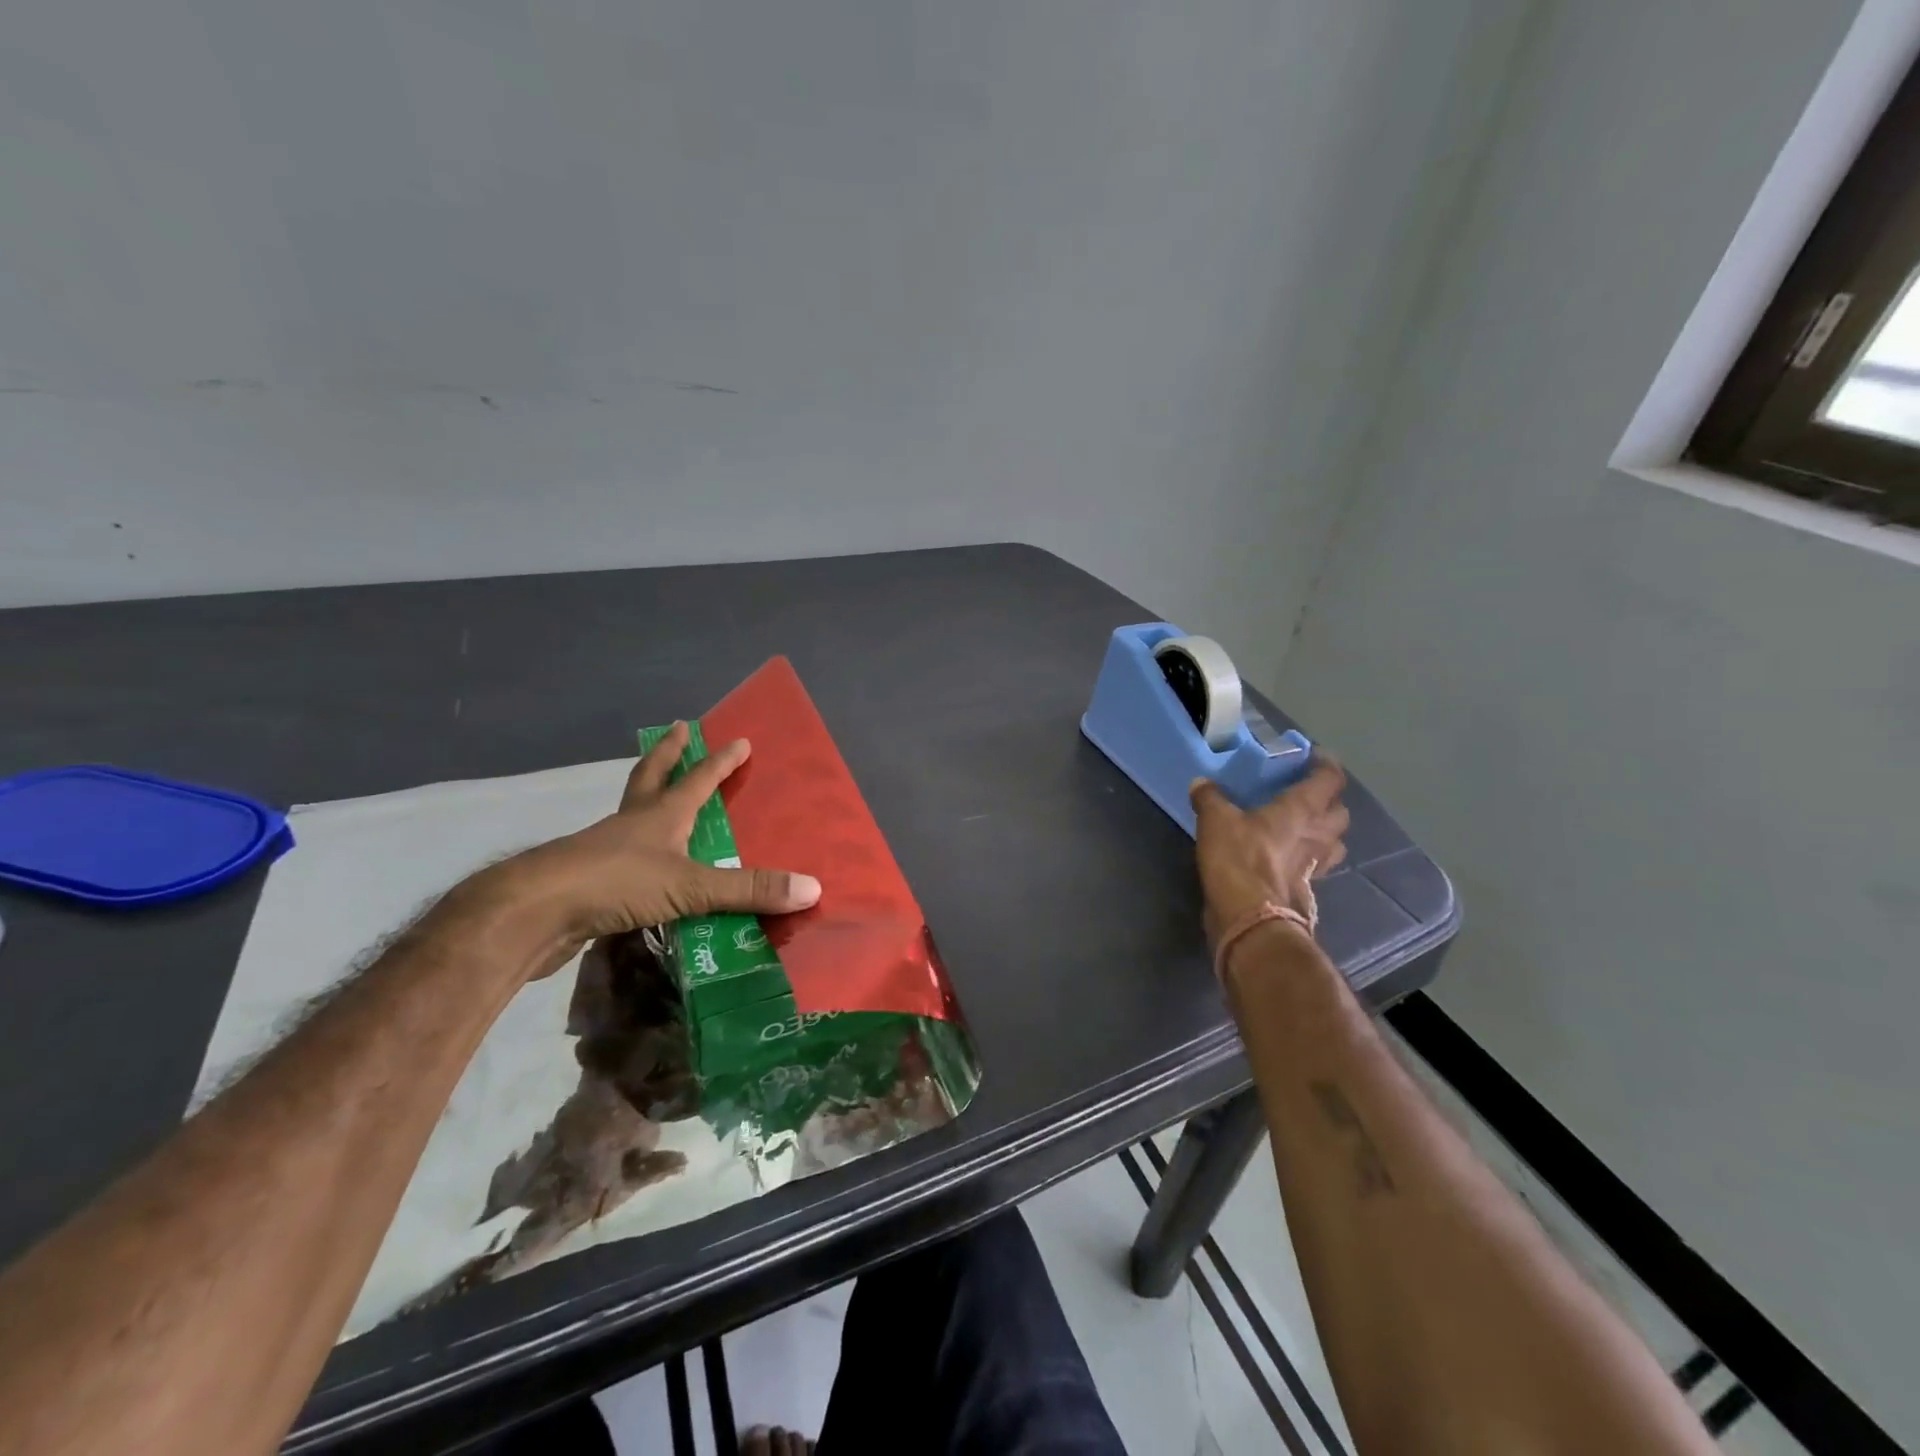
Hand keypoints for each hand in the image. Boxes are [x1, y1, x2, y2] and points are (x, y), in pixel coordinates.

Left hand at [472, 722, 820, 967]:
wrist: (531, 913)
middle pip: (650, 778)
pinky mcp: (587, 883)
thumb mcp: (690, 886)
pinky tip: (643, 871)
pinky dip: (636, 856)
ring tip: (662, 802)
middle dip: (668, 755)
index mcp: (659, 815)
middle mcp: (632, 824)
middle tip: (679, 731)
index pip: (698, 779)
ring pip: (631, 816)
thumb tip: (812, 887)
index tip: (740, 740)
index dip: (722, 761)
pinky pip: (621, 862)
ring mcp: (604, 851)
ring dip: (648, 802)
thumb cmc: (615, 883)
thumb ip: (749, 890)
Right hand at [1190, 756, 1348, 944]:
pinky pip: (1315, 866)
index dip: (1326, 765)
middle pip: (1340, 812)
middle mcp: (1317, 834)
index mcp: (1302, 809)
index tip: (1315, 756)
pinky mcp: (1305, 889)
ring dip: (1325, 833)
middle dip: (1329, 801)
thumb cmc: (1240, 858)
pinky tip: (1288, 858)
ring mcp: (1315, 865)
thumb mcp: (1215, 820)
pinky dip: (1307, 859)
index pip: (1330, 779)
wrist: (1250, 917)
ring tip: (1303, 828)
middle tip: (1307, 796)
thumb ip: (1210, 798)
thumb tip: (1202, 783)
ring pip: (1335, 843)